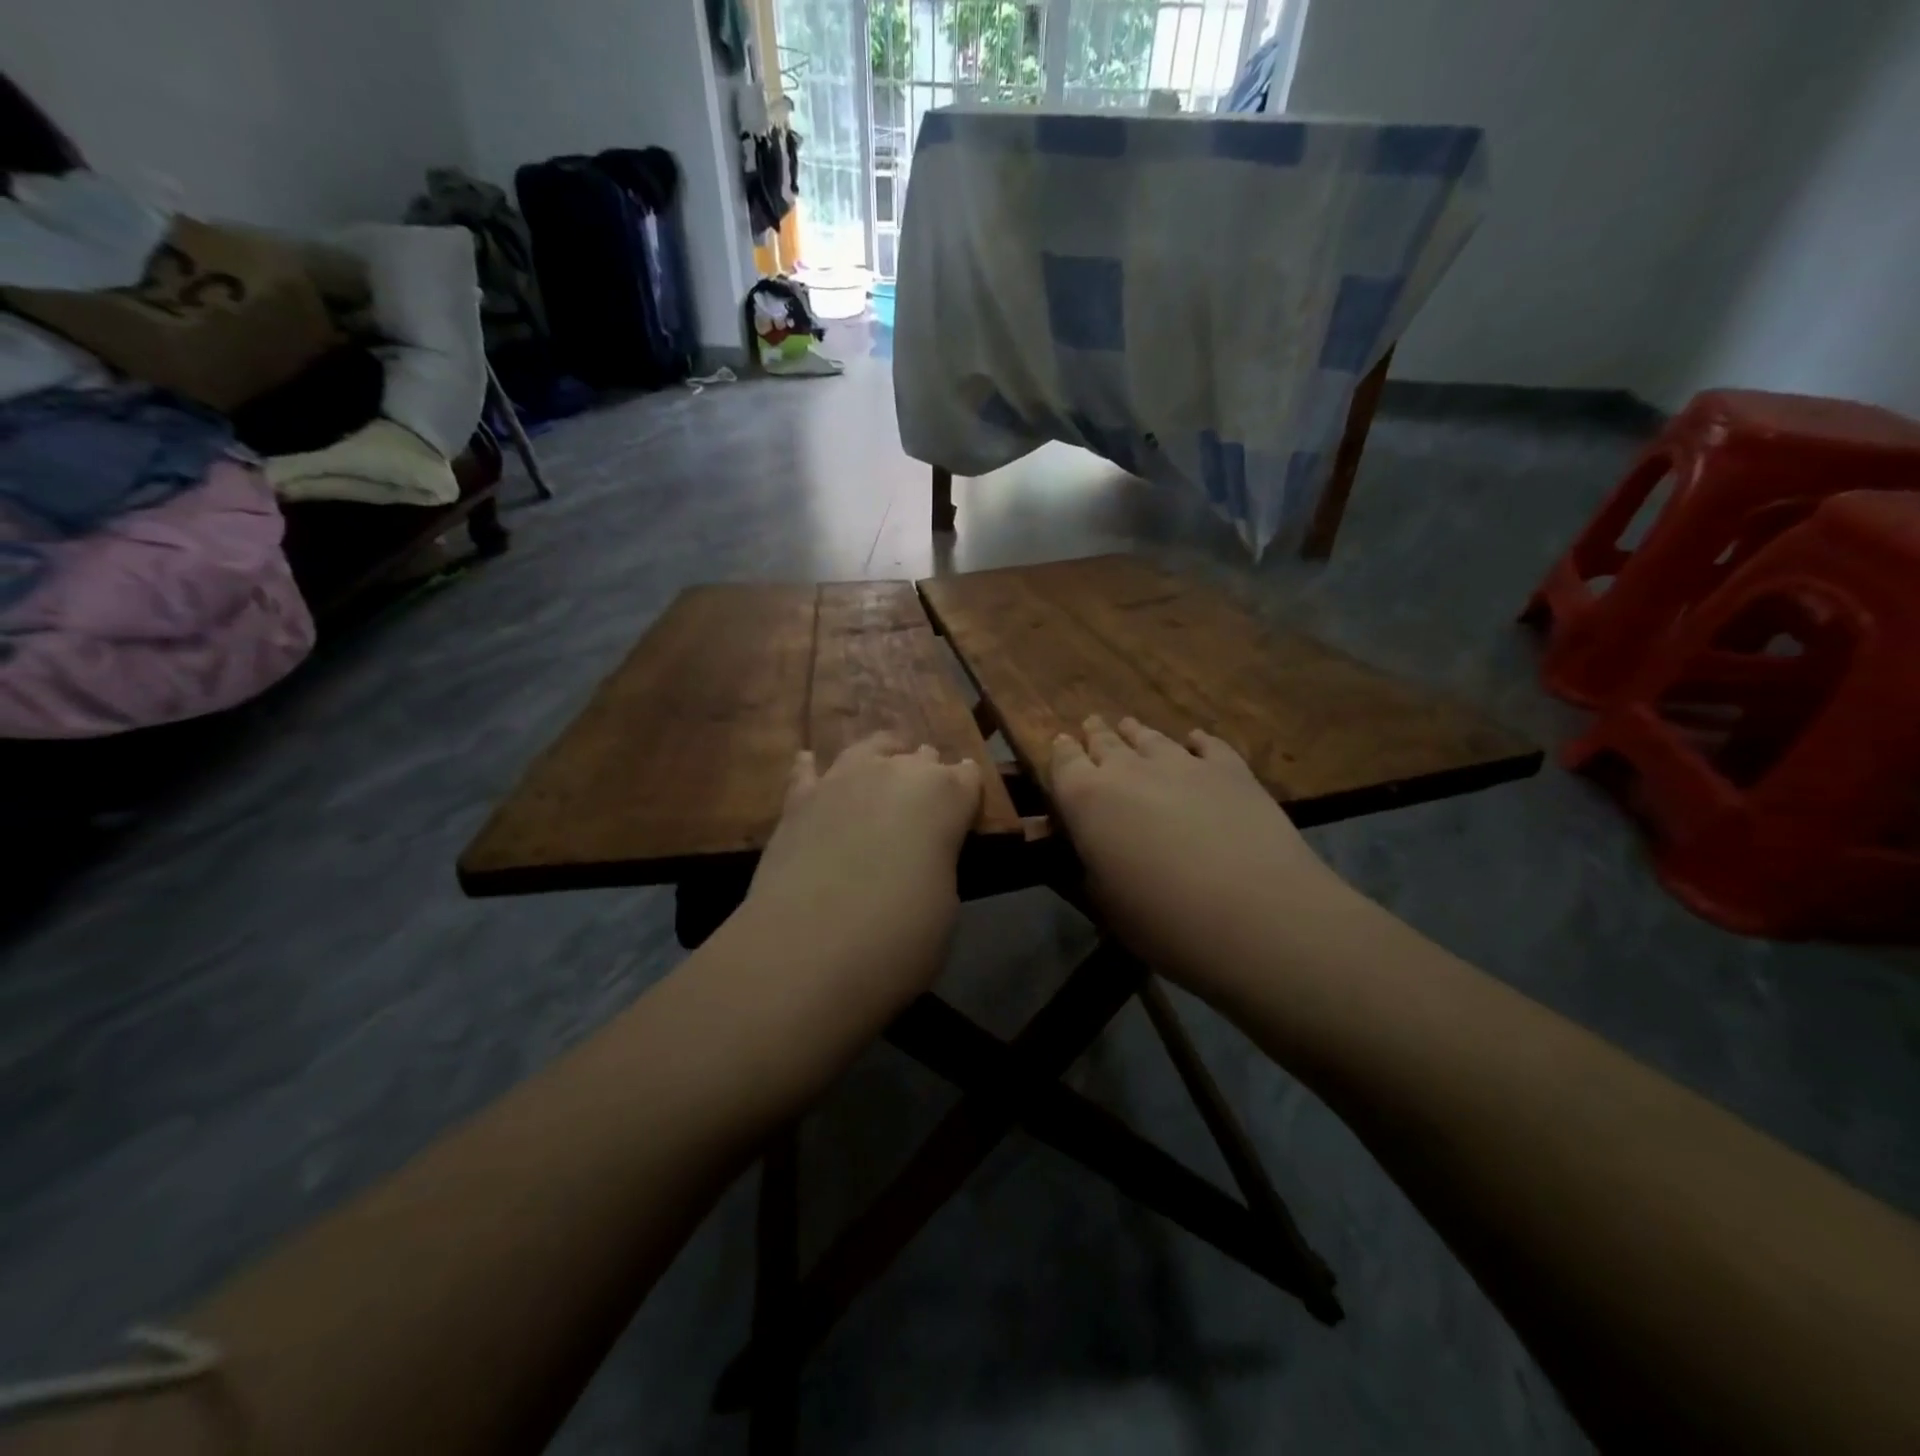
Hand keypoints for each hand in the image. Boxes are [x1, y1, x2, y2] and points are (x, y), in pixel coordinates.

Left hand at [744, 734, 982, 1000]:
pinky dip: (813, 769)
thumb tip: (921, 856)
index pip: (967, 776)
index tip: (966, 803)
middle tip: (924, 799)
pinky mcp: (797, 800)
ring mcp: (842, 779)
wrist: (810, 949)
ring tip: (882, 766)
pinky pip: (807, 771)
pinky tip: (810, 765)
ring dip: (881, 757)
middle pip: (920, 756)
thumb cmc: (900, 935)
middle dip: (926, 772)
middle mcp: (895, 771)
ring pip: (868, 748)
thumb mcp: (945, 903)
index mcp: (945, 795)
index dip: (968, 790)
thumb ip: (937, 863)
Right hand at [1050, 716, 1354, 991]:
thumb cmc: (1164, 920)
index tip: (1061, 744)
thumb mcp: (1105, 903)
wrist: (1256, 915)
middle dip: (1096, 735)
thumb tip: (1090, 849)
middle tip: (1092, 725)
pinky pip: (1207, 745)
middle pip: (1106, 742)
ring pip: (1151, 738)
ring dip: (1137, 733)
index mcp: (1087, 800)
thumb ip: (1090, 865)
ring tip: (1130, 726)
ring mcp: (1183, 764)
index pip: (1064, 762)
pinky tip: (1195, 739)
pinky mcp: (1230, 770)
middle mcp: (1129, 770)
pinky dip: (1196, 741)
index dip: (1061, 752)